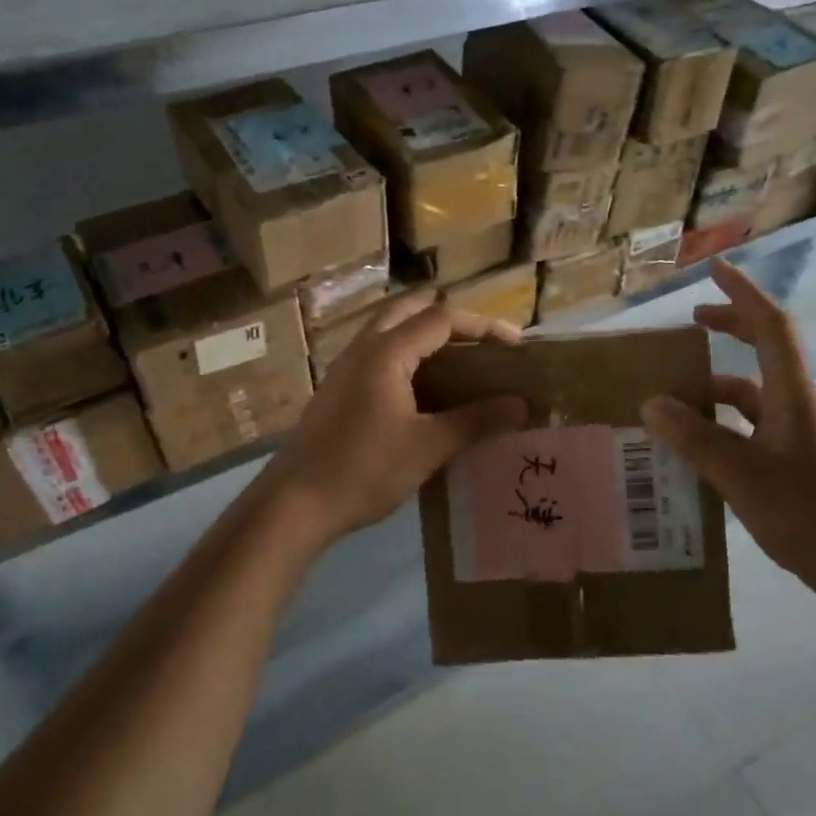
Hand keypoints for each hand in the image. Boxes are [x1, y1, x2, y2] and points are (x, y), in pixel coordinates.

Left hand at [265, 292, 528, 543]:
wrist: (293, 504)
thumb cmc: (363, 470)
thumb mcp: (427, 447)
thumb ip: (475, 422)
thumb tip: (521, 405)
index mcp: (386, 353)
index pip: (442, 319)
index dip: (483, 327)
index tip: (515, 347)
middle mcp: (363, 349)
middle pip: (410, 311)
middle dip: (451, 321)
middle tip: (482, 345)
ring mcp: (345, 368)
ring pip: (390, 332)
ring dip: (426, 337)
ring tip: (459, 363)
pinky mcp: (337, 390)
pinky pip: (379, 356)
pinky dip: (408, 358)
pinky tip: (423, 392)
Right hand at [639, 261, 815, 602]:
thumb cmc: (807, 514)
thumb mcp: (741, 475)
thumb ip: (695, 438)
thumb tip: (651, 402)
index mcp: (790, 395)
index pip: (770, 326)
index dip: (743, 293)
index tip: (715, 269)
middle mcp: (795, 406)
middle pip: (765, 350)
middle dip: (730, 328)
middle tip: (691, 323)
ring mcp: (796, 436)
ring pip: (752, 395)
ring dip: (716, 387)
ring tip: (672, 398)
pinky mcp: (793, 463)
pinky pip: (750, 428)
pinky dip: (722, 425)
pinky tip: (695, 447)